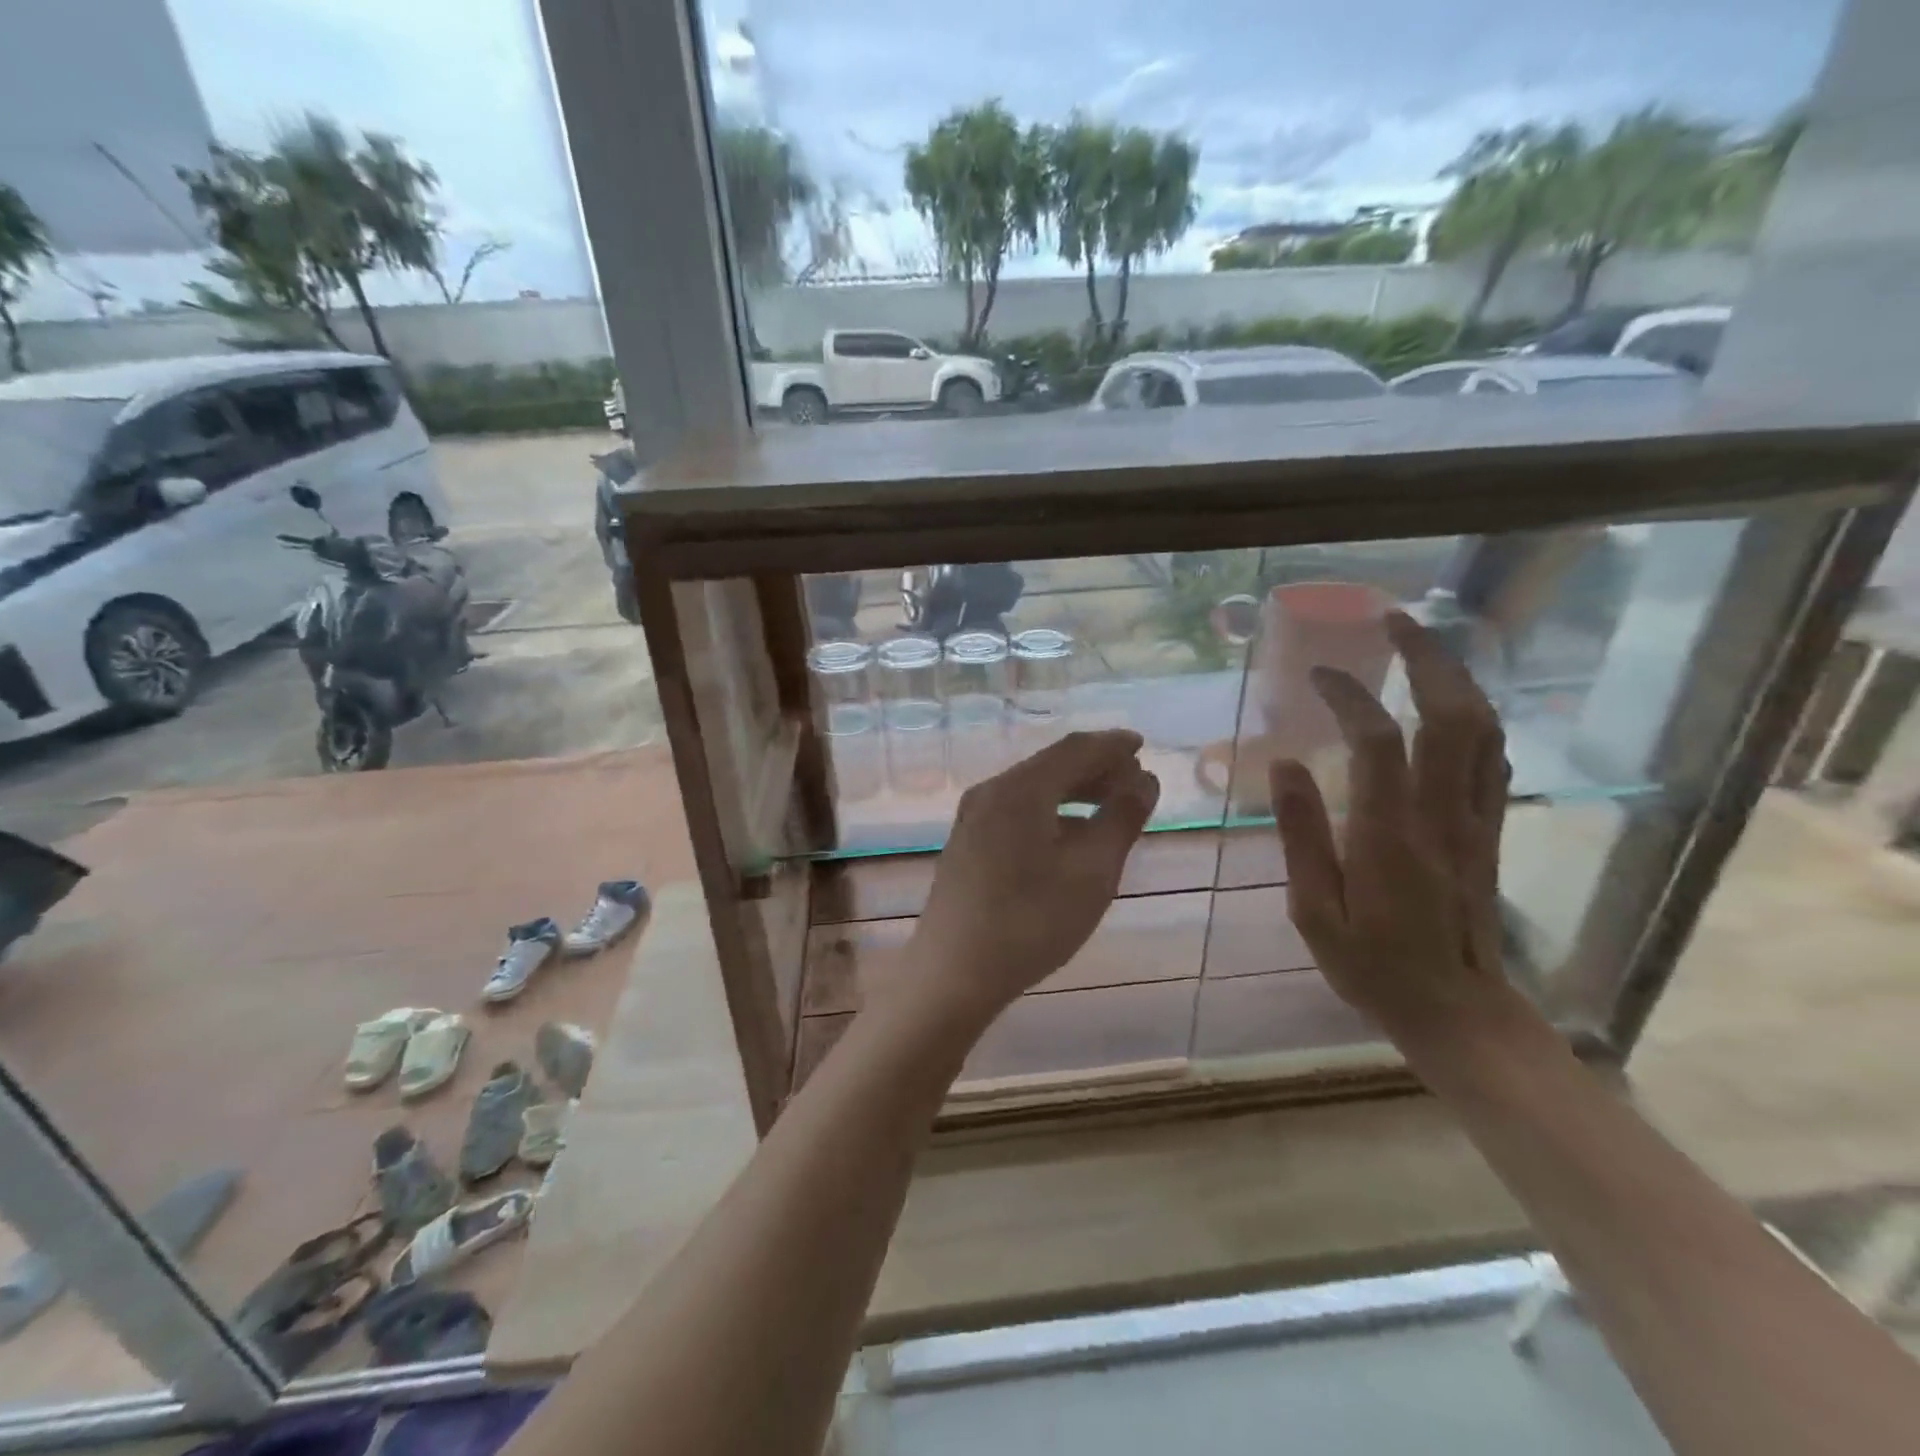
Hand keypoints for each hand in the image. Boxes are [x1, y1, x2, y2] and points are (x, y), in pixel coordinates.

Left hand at [907, 731, 1160, 1031]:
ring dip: (1073, 791)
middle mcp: (991, 792)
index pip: (1074, 749)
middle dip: (1095, 768)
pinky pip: (1016, 810)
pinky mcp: (967, 843)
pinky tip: (1070, 837)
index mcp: (1020, 789)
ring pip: (1033, 789)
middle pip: (1050, 765)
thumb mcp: (1092, 872)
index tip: (1143, 745)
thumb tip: (1144, 780)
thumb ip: (1121, 819)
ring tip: (1110, 807)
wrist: (953, 973)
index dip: (1112, 745)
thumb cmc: (1031, 921)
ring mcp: (972, 818)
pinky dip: (1051, 811)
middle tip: (1134, 780)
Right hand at [1269, 611, 1513, 1047]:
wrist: (1459, 1013)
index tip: (1319, 675)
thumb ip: (1300, 835)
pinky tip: (1451, 704)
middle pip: (1453, 717)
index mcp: (1391, 838)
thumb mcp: (1314, 912)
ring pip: (1484, 731)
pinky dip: (1475, 717)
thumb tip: (1284, 765)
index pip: (1378, 743)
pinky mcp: (1491, 831)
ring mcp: (1477, 822)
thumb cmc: (1373, 968)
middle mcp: (1444, 817)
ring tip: (1423, 646)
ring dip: (1458, 677)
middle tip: (1394, 620)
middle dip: (1427, 658)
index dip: (1350, 697)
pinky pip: (1494, 759)